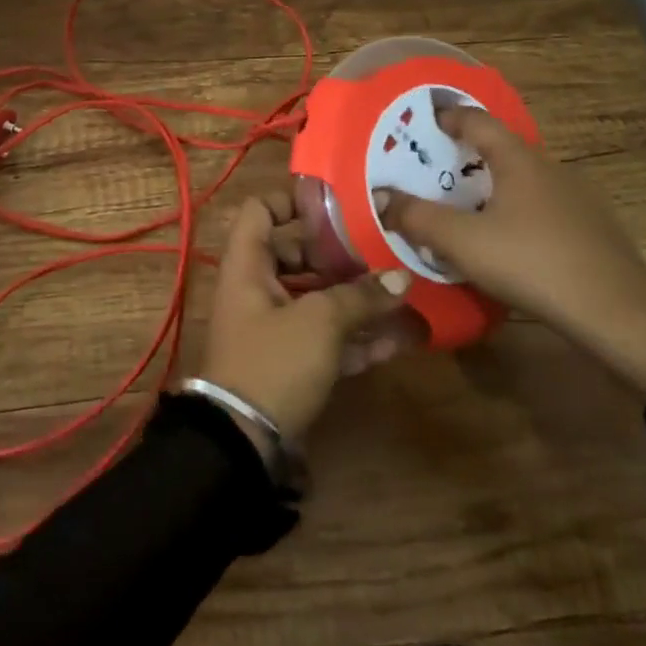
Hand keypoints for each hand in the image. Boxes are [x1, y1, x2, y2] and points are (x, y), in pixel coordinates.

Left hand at [199, 192, 413, 442]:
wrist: (242, 445)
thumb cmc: (273, 361)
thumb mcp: (319, 322)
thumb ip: (361, 297)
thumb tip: (402, 279)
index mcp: (248, 264)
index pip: (260, 210)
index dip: (292, 200)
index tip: (335, 204)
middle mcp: (257, 288)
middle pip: (298, 254)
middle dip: (341, 254)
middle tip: (382, 249)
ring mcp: (274, 326)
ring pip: (318, 298)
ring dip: (357, 298)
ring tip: (403, 294)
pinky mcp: (291, 362)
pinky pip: (326, 337)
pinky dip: (357, 336)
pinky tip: (400, 339)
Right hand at [376, 108, 645, 390]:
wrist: (620, 316)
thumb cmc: (534, 264)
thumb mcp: (464, 242)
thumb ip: (418, 218)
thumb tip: (381, 198)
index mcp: (519, 159)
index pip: (478, 120)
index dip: (449, 116)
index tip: (424, 122)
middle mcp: (549, 168)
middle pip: (500, 149)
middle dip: (465, 155)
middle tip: (433, 170)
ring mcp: (576, 198)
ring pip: (522, 180)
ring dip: (491, 186)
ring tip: (463, 208)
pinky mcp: (591, 229)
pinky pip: (541, 206)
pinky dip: (515, 210)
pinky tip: (506, 241)